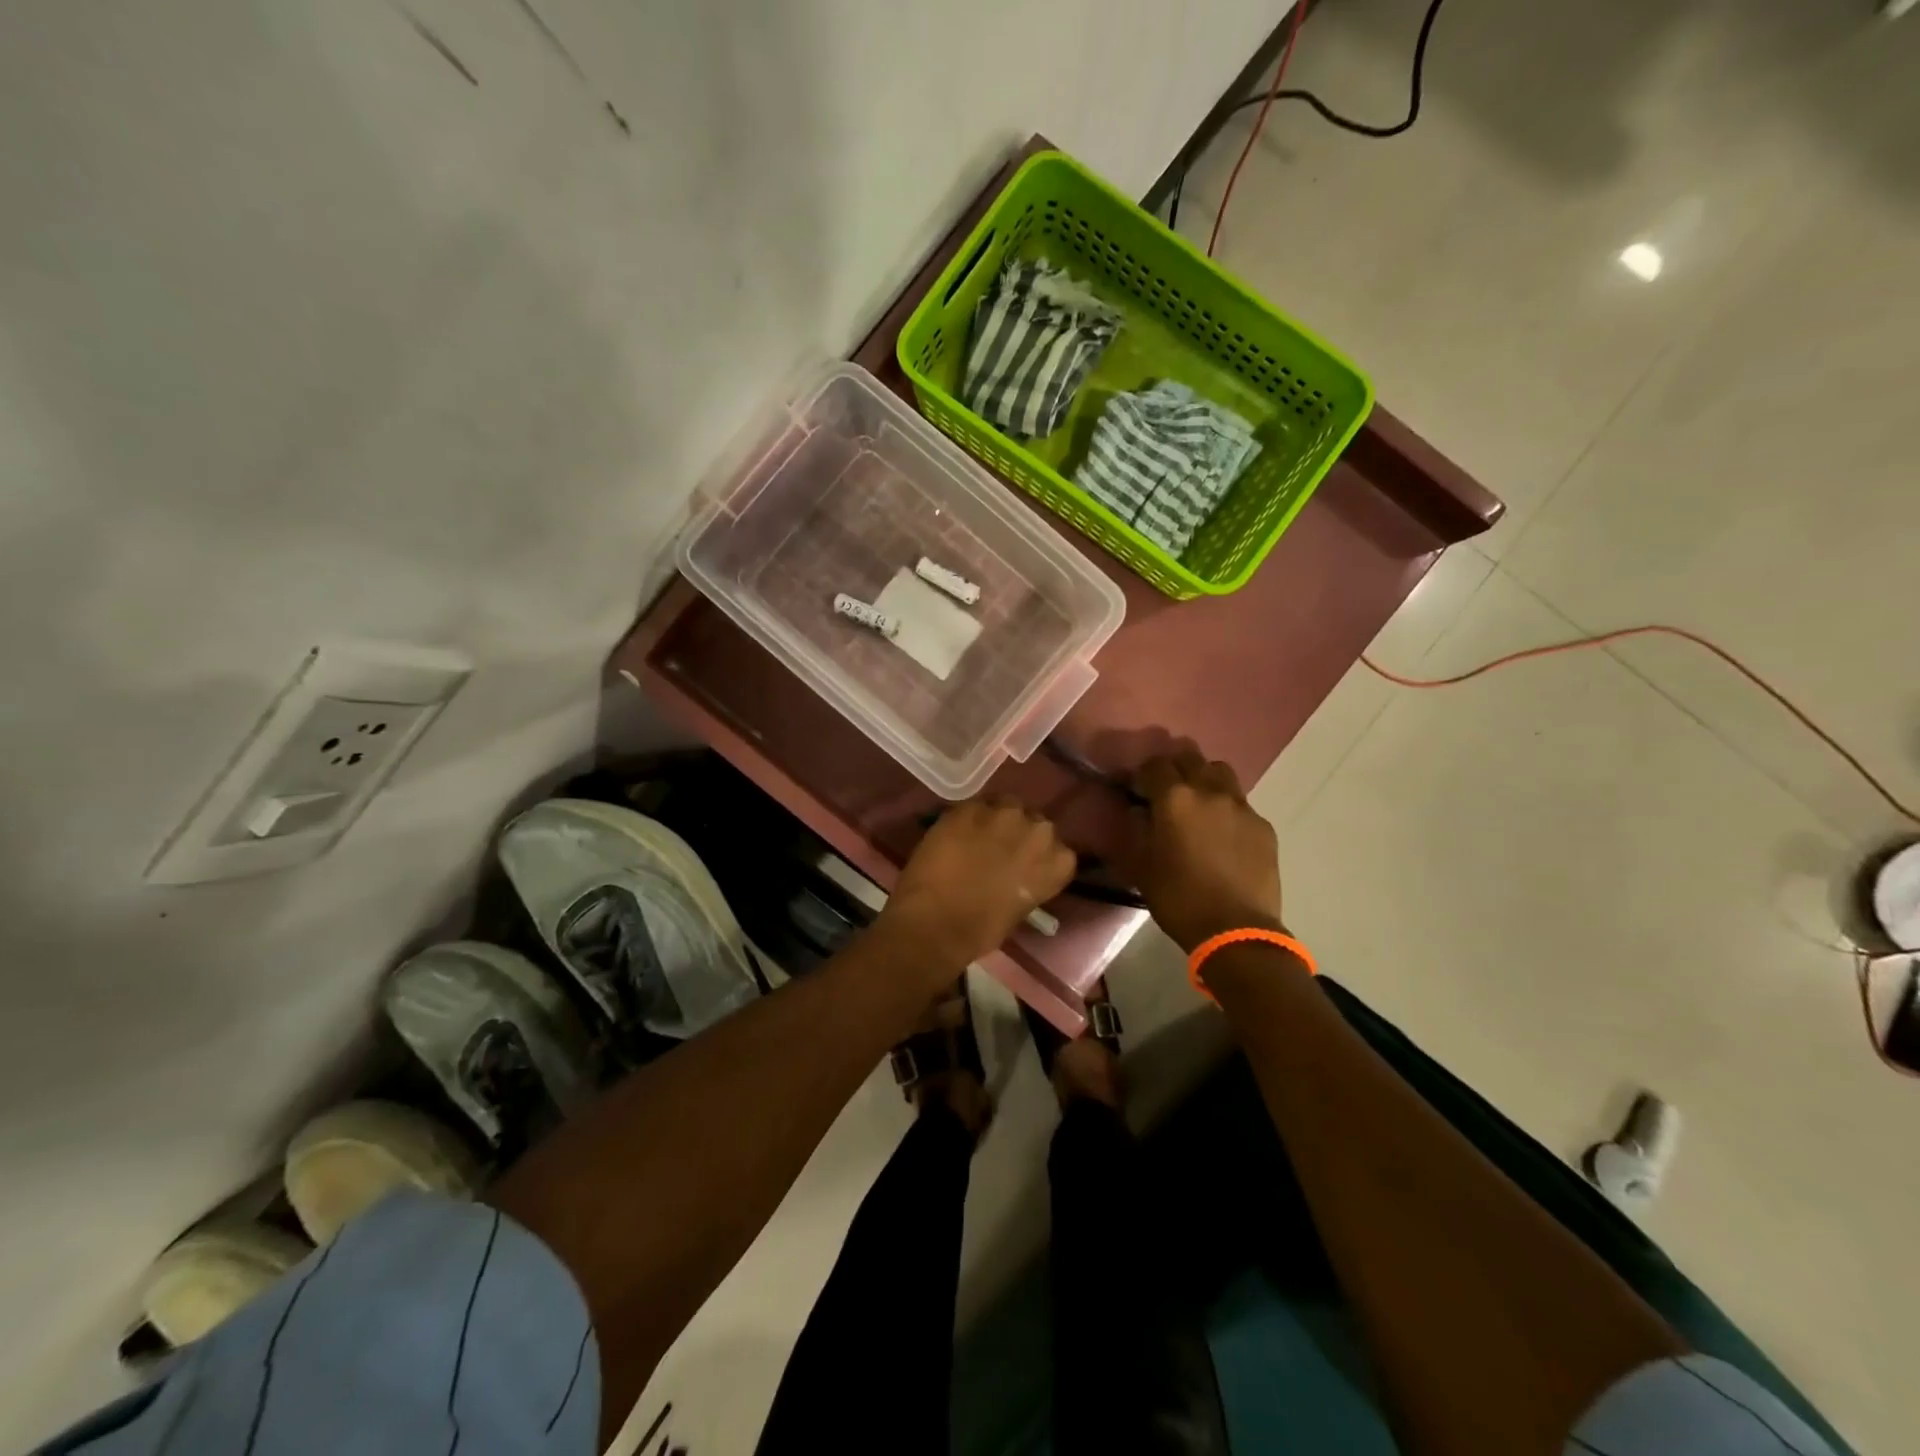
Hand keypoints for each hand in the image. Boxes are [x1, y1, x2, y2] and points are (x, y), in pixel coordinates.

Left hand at [880, 800, 1075, 971]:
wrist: (938, 922)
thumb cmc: (982, 930)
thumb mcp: (1021, 907)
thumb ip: (1027, 880)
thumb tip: (1014, 873)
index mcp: (1059, 861)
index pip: (1057, 848)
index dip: (1036, 854)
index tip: (1023, 863)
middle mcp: (1038, 830)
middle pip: (1033, 821)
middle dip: (1018, 832)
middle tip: (999, 849)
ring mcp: (1003, 814)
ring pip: (1004, 806)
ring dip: (994, 820)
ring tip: (976, 837)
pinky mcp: (969, 807)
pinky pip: (973, 807)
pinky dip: (966, 819)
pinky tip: (954, 835)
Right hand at [1132, 749, 1283, 951]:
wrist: (1236, 930)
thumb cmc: (1178, 898)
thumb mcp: (1141, 866)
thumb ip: (1136, 829)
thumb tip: (1138, 810)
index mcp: (1175, 798)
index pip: (1155, 764)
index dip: (1142, 773)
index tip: (1136, 788)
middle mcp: (1209, 791)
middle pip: (1190, 758)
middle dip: (1174, 767)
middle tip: (1165, 790)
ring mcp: (1241, 806)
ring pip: (1220, 773)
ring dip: (1204, 778)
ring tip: (1197, 803)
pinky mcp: (1263, 826)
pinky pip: (1241, 803)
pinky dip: (1226, 808)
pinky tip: (1222, 833)